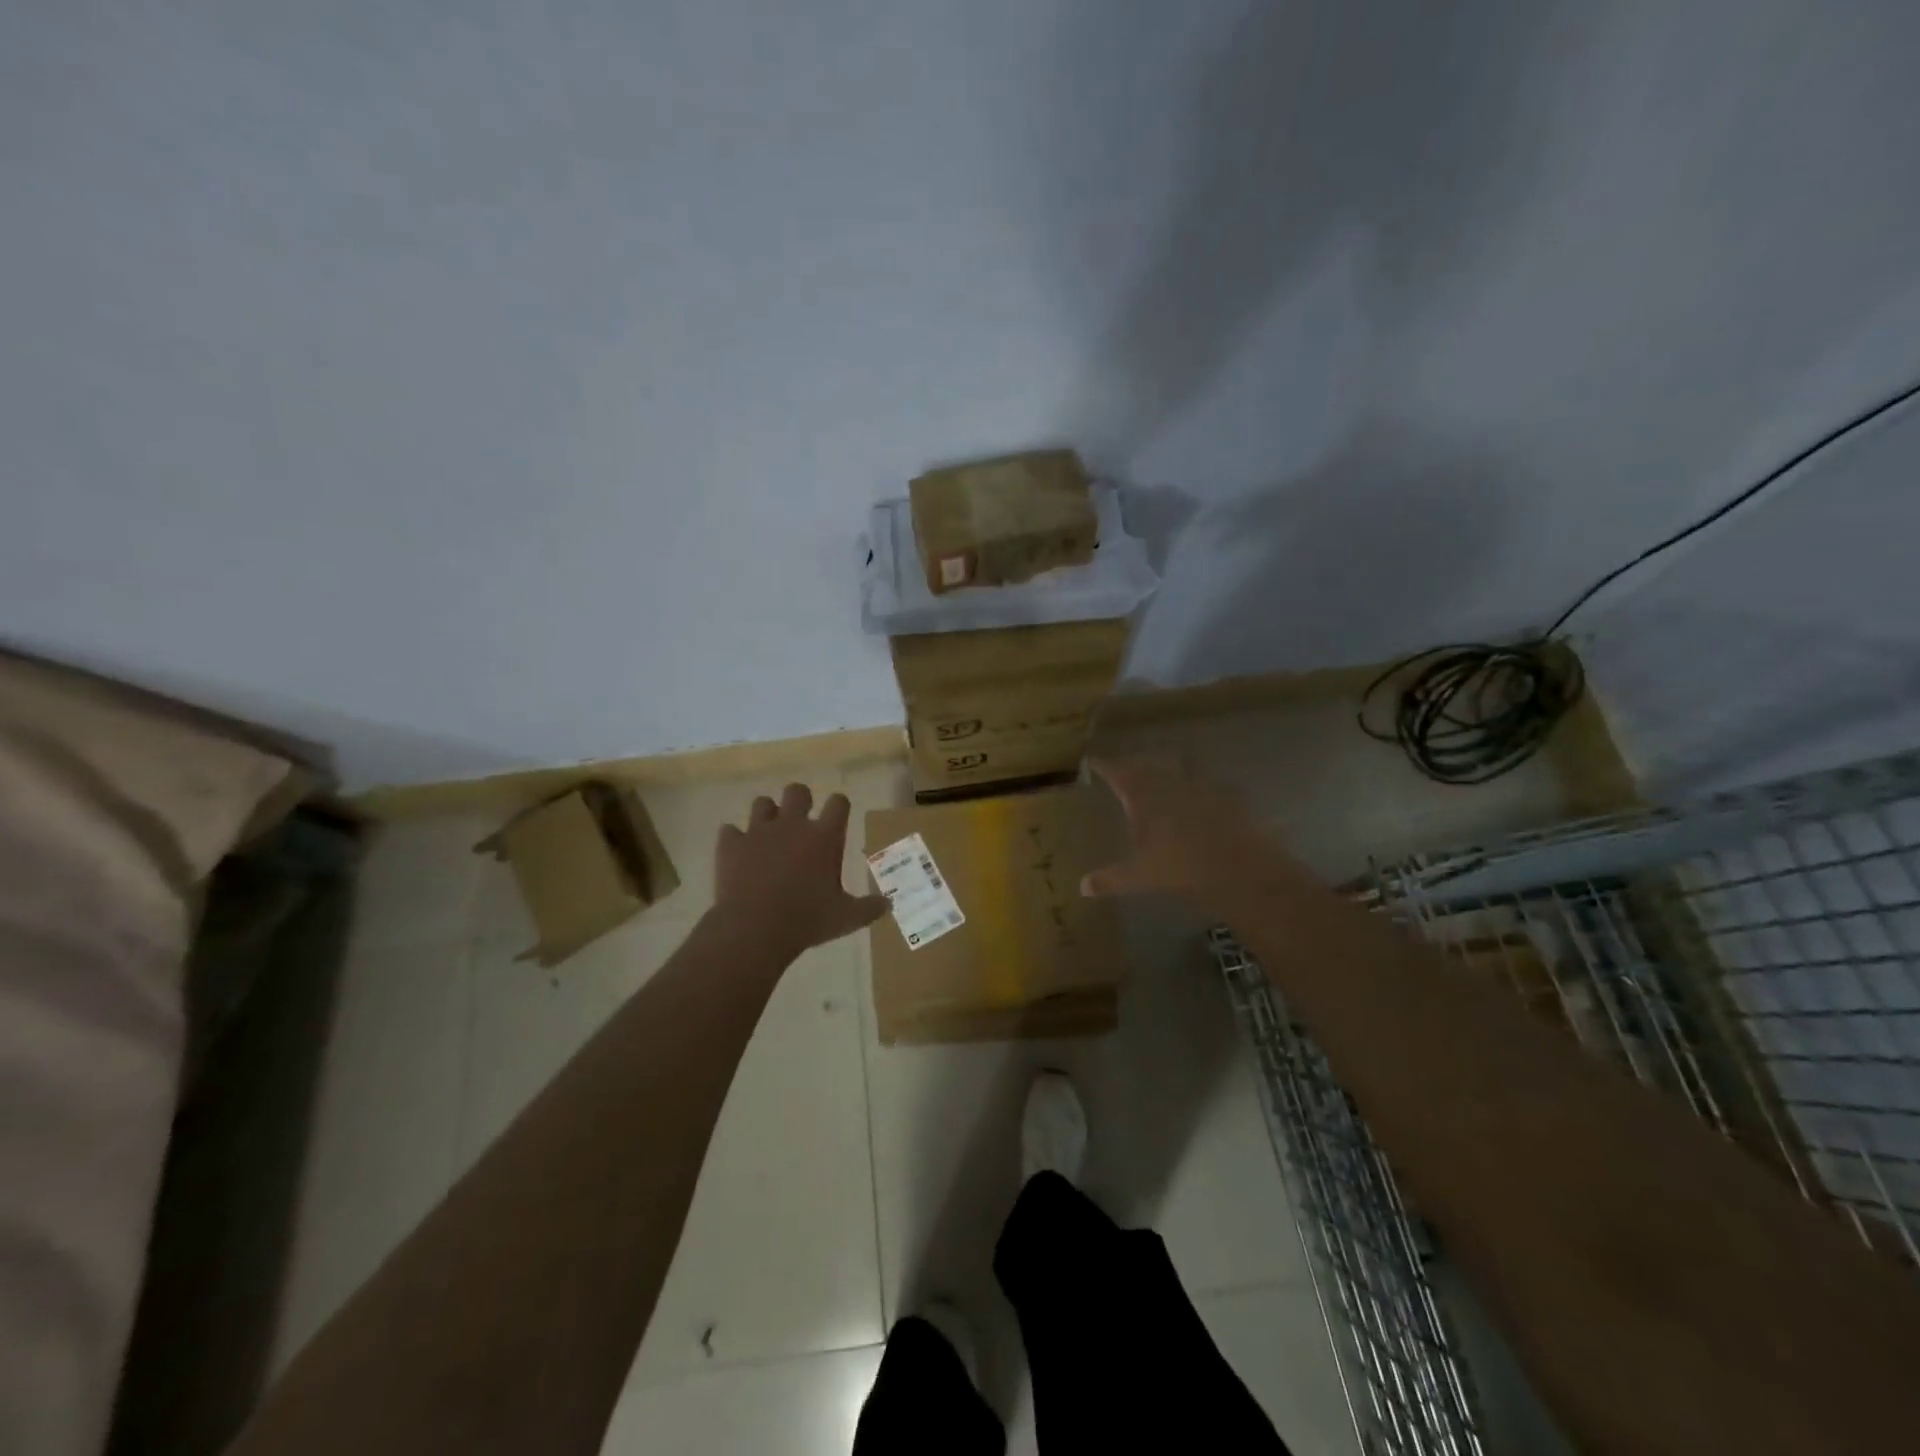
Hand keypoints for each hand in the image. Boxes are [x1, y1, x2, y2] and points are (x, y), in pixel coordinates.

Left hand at [714, 783, 887, 957]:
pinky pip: (730, 831)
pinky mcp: (731, 845)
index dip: (839, 806)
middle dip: (800, 800)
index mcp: (824, 837)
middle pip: (797, 791)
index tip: (838, 816)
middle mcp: (792, 825)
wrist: (754, 929)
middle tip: (800, 821)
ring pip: (762, 802)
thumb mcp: (846, 918)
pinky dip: (735, 839)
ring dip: (766, 815)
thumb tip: (888, 905)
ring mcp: (758, 831)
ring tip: (769, 834)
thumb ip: (869, 908)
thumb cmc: (807, 920)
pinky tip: (738, 853)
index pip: (838, 802)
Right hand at [1080, 757, 1277, 903]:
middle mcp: (1169, 784)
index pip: (1118, 773)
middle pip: (1147, 767)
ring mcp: (1200, 787)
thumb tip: (1083, 887)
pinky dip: (1201, 786)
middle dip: (1135, 766)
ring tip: (1163, 774)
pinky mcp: (1227, 795)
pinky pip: (1209, 784)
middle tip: (1127, 768)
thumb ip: (1111, 879)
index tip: (1094, 761)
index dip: (1105, 766)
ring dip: (1168, 770)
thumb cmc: (1180, 867)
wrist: (1237, 866)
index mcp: (1143, 797)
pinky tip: (1203, 794)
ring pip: (1178, 769)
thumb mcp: (1140, 877)